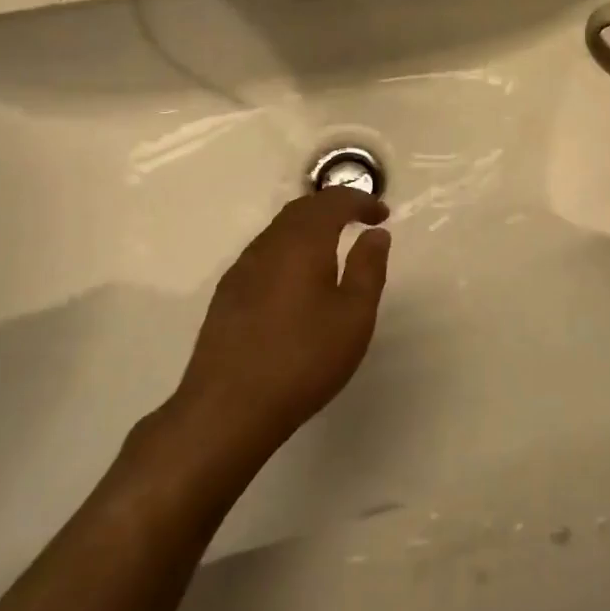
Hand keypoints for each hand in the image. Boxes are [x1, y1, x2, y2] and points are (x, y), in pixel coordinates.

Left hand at [168, 190, 392, 451]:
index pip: (332, 202)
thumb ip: (368, 268)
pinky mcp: (227, 295)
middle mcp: (268, 245)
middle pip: (302, 208)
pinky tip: (297, 277)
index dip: (360, 200)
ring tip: (333, 244)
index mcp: (302, 243)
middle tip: (359, 219)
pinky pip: (265, 252)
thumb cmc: (302, 359)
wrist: (227, 410)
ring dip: (309, 226)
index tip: (382, 214)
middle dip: (333, 206)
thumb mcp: (354, 316)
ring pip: (280, 229)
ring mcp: (242, 269)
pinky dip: (290, 247)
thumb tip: (375, 233)